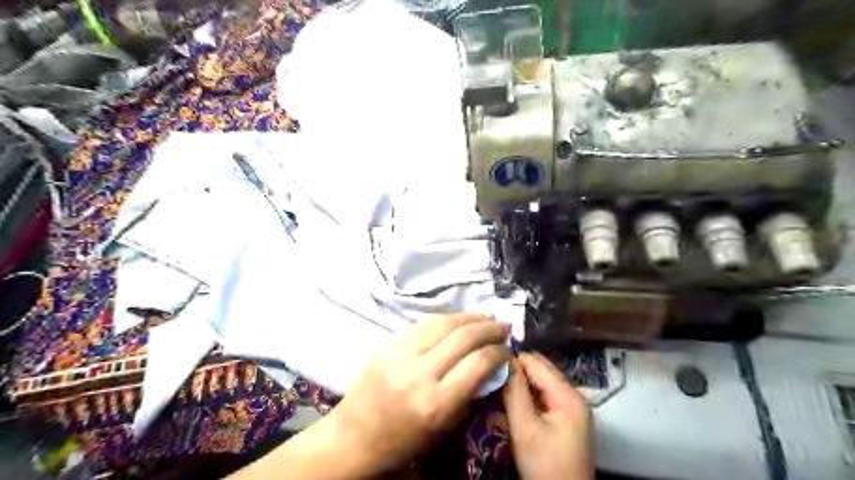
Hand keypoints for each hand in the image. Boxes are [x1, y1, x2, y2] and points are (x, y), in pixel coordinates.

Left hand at [324, 312, 508, 474]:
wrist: (354, 437)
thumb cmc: (404, 443)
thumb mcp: (444, 428)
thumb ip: (469, 395)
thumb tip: (490, 366)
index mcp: (436, 403)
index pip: (478, 363)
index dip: (499, 352)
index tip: (507, 349)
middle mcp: (419, 373)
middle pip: (463, 337)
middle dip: (489, 328)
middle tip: (503, 326)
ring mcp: (399, 355)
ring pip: (442, 324)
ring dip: (468, 318)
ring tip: (484, 317)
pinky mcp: (387, 346)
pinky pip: (422, 327)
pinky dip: (445, 321)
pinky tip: (457, 321)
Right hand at [502, 352, 595, 479]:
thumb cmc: (545, 467)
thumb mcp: (525, 428)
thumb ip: (514, 392)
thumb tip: (503, 360)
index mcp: (568, 395)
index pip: (536, 362)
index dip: (512, 360)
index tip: (488, 364)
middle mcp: (575, 396)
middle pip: (541, 370)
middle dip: (516, 370)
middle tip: (491, 376)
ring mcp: (573, 409)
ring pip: (542, 383)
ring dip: (521, 383)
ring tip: (498, 386)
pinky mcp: (568, 420)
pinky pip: (545, 397)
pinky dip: (529, 395)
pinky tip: (513, 401)